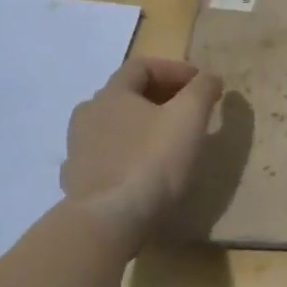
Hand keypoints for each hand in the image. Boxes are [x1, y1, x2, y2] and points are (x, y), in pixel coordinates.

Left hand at [60, 57, 222, 246]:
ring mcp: (77, 148)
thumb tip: (209, 76)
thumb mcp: (189, 117)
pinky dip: (125, 152)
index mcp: (112, 93)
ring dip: (140, 124)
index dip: (175, 69)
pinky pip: (104, 155)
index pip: (142, 66)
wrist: (109, 220)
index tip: (201, 83)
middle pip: (126, 93)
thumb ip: (202, 89)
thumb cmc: (152, 160)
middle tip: (188, 110)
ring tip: (165, 140)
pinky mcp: (77, 179)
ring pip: (113, 125)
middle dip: (159, 95)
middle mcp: (88, 114)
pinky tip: (141, 167)